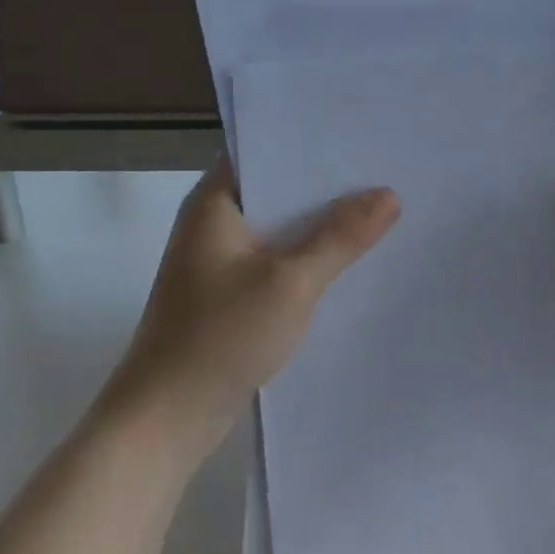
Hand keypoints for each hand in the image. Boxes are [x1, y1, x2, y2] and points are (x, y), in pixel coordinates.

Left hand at [110, 157, 399, 449]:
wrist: (166, 419)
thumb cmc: (220, 336)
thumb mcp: (291, 281)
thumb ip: (341, 237)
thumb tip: (389, 195)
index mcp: (214, 203)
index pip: (264, 150)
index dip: (310, 141)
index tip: (360, 135)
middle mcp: (213, 223)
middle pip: (277, 189)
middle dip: (326, 184)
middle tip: (384, 169)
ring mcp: (220, 261)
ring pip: (280, 227)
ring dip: (320, 224)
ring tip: (379, 207)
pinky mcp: (229, 294)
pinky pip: (276, 260)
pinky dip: (307, 257)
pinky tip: (349, 259)